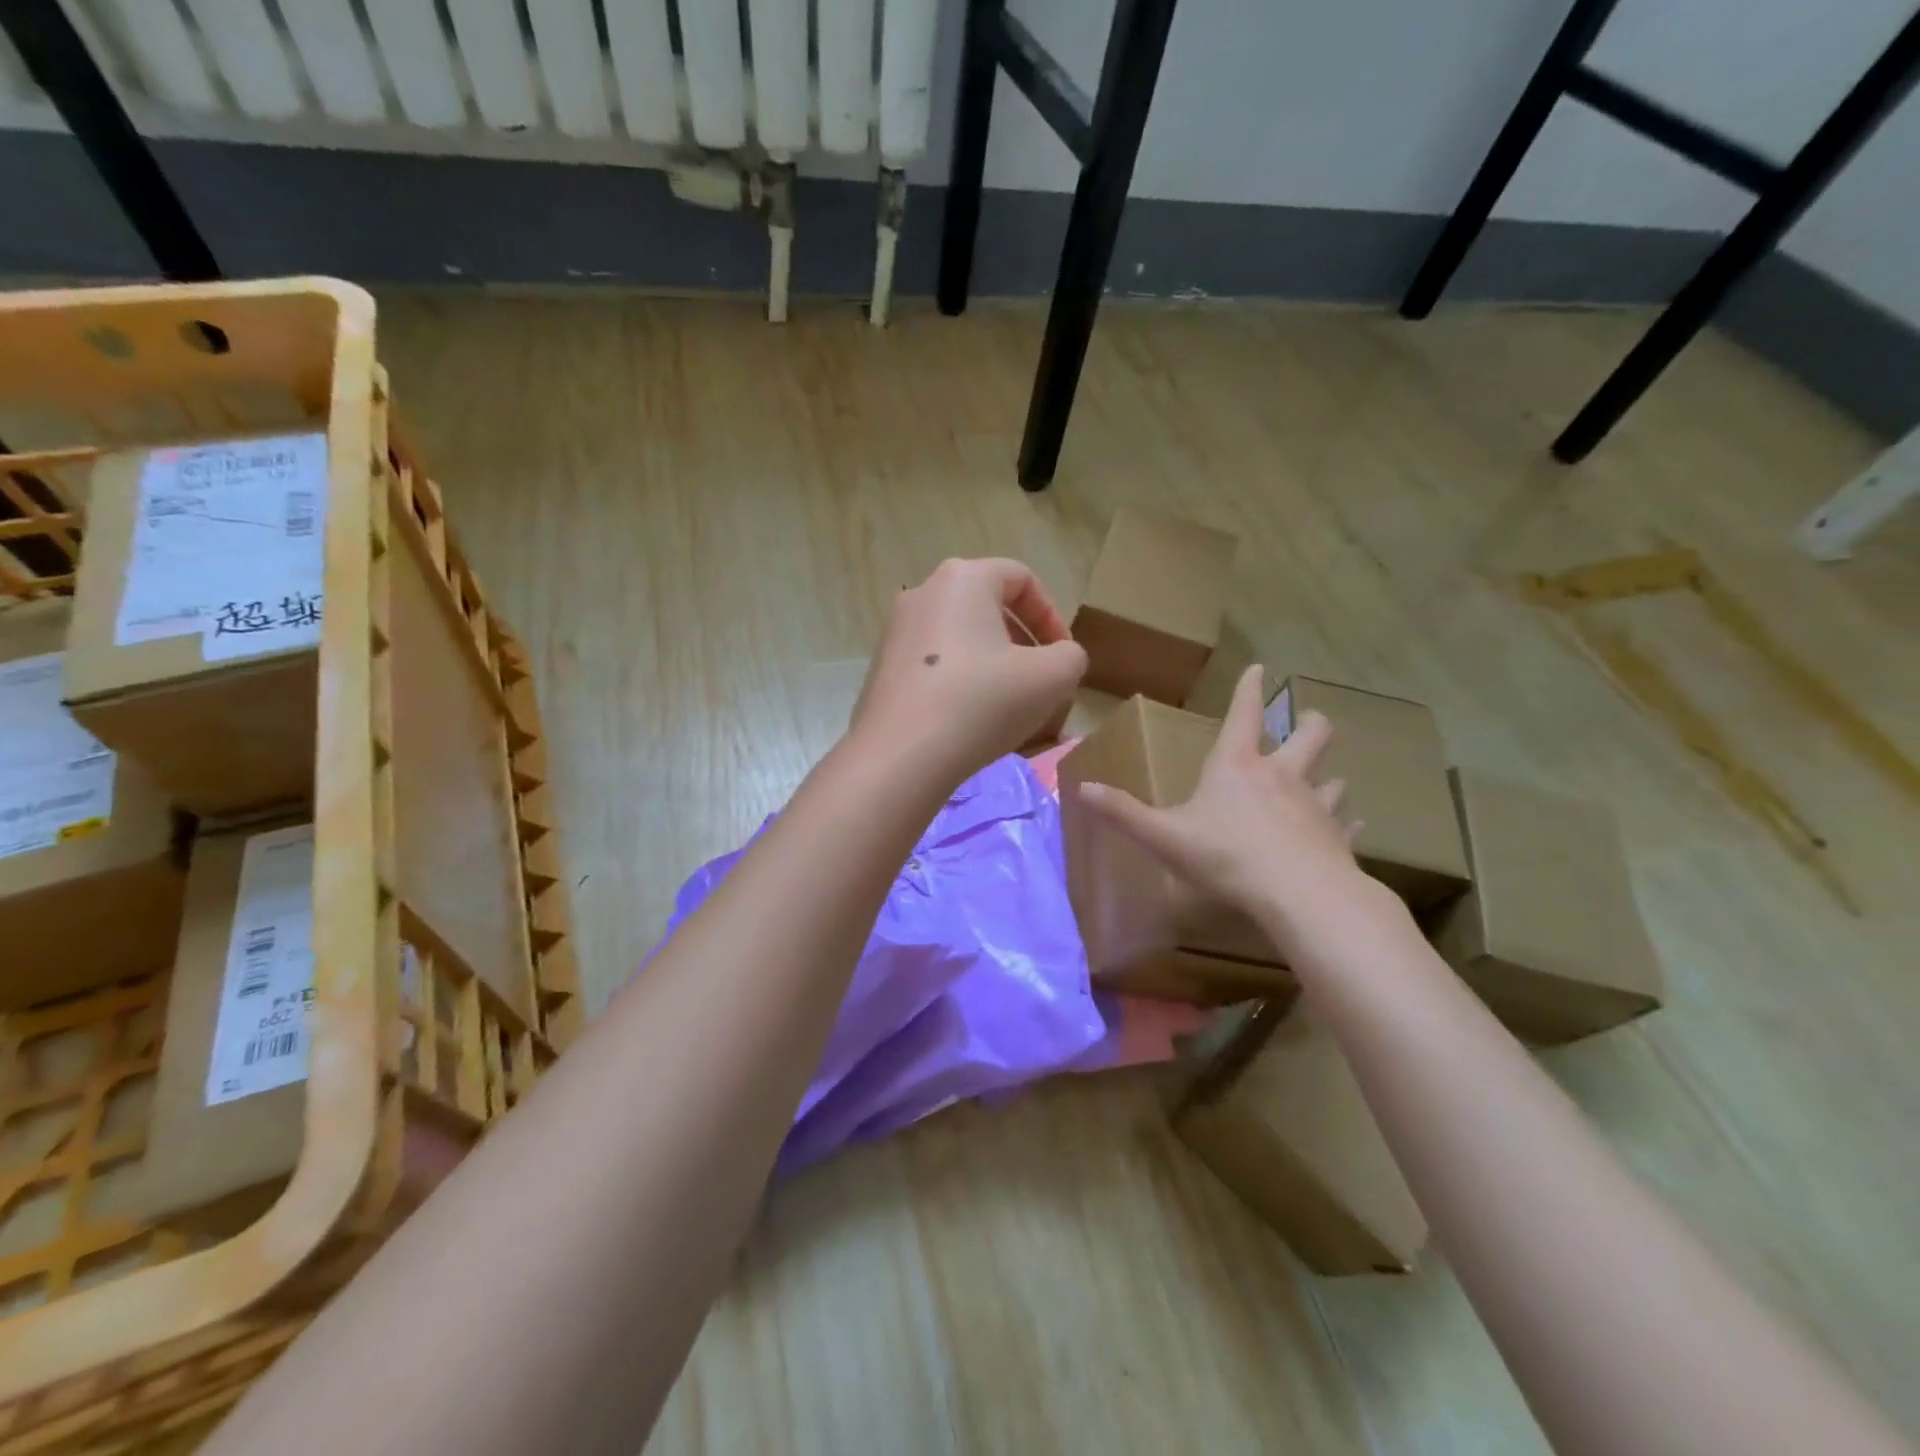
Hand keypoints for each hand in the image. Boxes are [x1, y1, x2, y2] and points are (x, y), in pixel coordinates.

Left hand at [851, 558, 1086, 782]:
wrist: (901, 756)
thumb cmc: (982, 702)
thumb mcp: (1053, 677)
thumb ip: (1070, 657)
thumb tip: (1058, 659)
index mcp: (963, 579)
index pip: (1021, 578)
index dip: (1052, 616)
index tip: (1062, 657)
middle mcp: (923, 594)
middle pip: (988, 609)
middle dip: (1023, 646)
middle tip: (1040, 684)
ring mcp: (895, 633)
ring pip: (961, 641)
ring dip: (994, 669)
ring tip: (1010, 710)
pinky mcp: (882, 671)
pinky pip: (935, 668)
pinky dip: (961, 686)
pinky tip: (972, 724)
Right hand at [1077, 664, 1380, 956]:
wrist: (1298, 895)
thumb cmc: (1226, 856)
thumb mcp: (1164, 836)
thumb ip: (1123, 812)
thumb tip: (1081, 789)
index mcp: (1237, 766)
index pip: (1244, 714)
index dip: (1249, 690)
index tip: (1260, 668)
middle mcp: (1281, 776)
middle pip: (1310, 736)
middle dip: (1310, 724)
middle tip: (1311, 720)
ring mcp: (1315, 806)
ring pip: (1332, 780)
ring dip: (1328, 776)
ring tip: (1327, 780)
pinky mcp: (1337, 838)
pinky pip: (1346, 824)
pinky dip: (1345, 822)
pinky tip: (1348, 827)